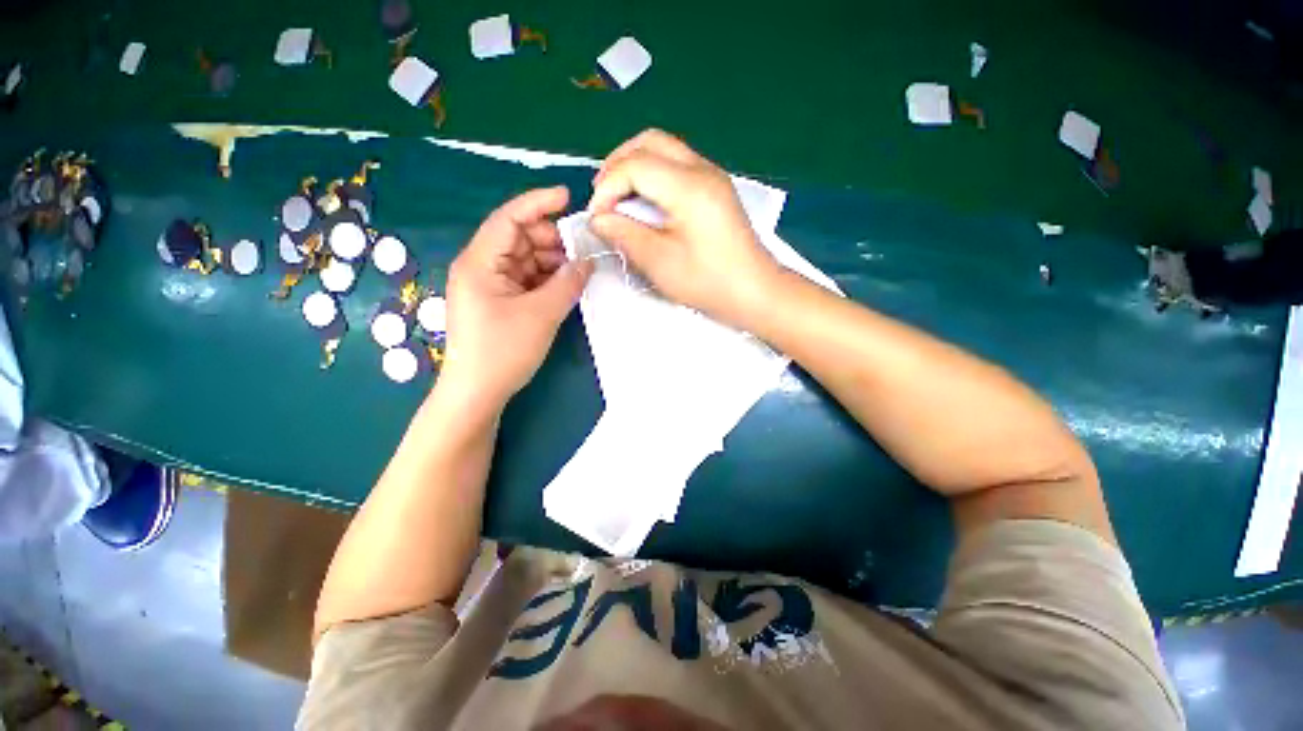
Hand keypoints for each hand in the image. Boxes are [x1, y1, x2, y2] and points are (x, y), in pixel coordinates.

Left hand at [440, 187, 591, 406]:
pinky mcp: (499, 302)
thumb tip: (588, 261)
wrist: (478, 393)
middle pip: (518, 238)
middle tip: (582, 250)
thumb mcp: (541, 315)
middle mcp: (481, 267)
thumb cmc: (503, 351)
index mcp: (480, 262)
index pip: (509, 219)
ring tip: (579, 270)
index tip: (567, 196)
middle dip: (551, 240)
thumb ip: (567, 284)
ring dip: (552, 262)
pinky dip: (546, 279)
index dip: (538, 203)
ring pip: (525, 260)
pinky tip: (566, 285)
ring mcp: (490, 285)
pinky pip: (526, 280)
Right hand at [588, 129, 781, 326]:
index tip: (597, 219)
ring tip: (619, 198)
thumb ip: (624, 234)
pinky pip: (677, 165)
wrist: (755, 292)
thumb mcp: (659, 262)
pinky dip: (653, 175)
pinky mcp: (715, 189)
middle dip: (618, 164)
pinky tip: (645, 202)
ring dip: (635, 166)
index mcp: (688, 186)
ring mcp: (712, 176)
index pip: (634, 165)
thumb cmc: (708, 281)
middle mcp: (702, 169)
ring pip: (664, 149)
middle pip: (649, 142)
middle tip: (603, 197)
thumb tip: (598, 218)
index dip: (607, 188)